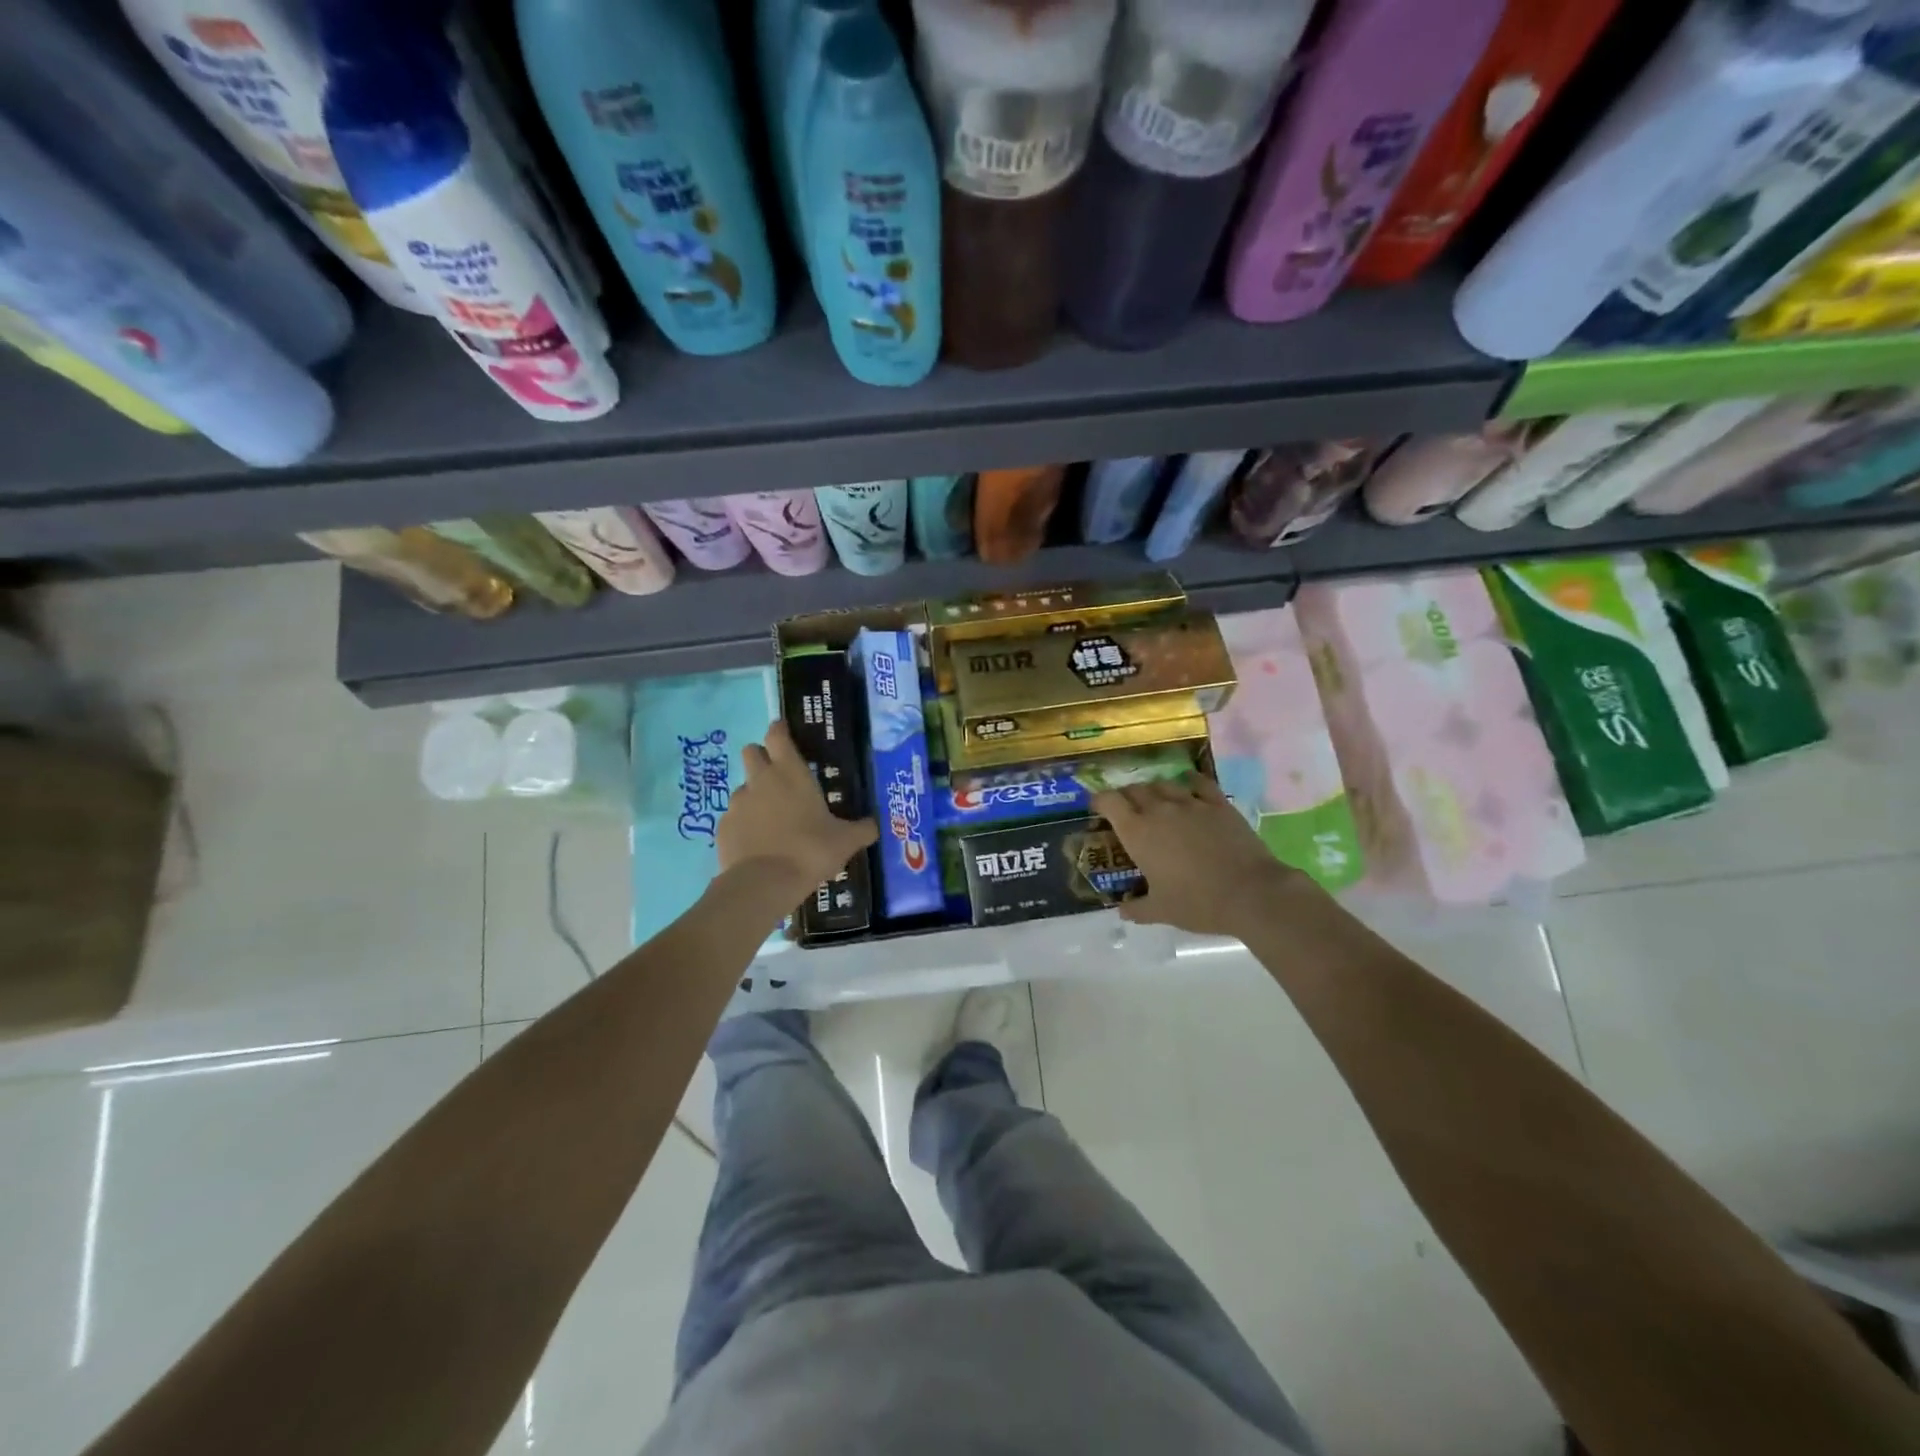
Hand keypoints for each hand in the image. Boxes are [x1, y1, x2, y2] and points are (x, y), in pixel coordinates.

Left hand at [717, 720, 877, 913]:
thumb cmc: (810, 850)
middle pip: (751, 751)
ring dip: (754, 794)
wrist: (764, 883)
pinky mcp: (722, 827)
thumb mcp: (846, 841)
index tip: (785, 732)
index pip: (777, 735)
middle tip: (778, 776)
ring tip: (770, 818)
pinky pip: (734, 817)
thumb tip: (874, 825)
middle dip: (762, 757)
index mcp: (790, 773)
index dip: (779, 730)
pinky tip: (757, 843)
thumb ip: (862, 829)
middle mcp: (760, 780)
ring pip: (742, 786)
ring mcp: (738, 803)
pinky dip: (744, 824)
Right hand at [1093, 775, 1320, 939]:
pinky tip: (1189, 787)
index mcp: (1138, 832)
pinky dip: (1189, 783)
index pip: (1109, 801)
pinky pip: (1199, 784)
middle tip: (1127, 810)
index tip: (1097, 809)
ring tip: (1156, 801)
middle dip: (1126, 797)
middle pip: (1134, 790)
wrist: (1250, 893)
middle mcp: (1159, 810)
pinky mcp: (1219, 804)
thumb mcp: (1161, 911)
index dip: (1099, 801)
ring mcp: (1191, 804)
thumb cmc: (1197, 903)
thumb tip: (1121, 910)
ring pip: (1163, 784)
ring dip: (1154, 790)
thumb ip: (1136, 908)